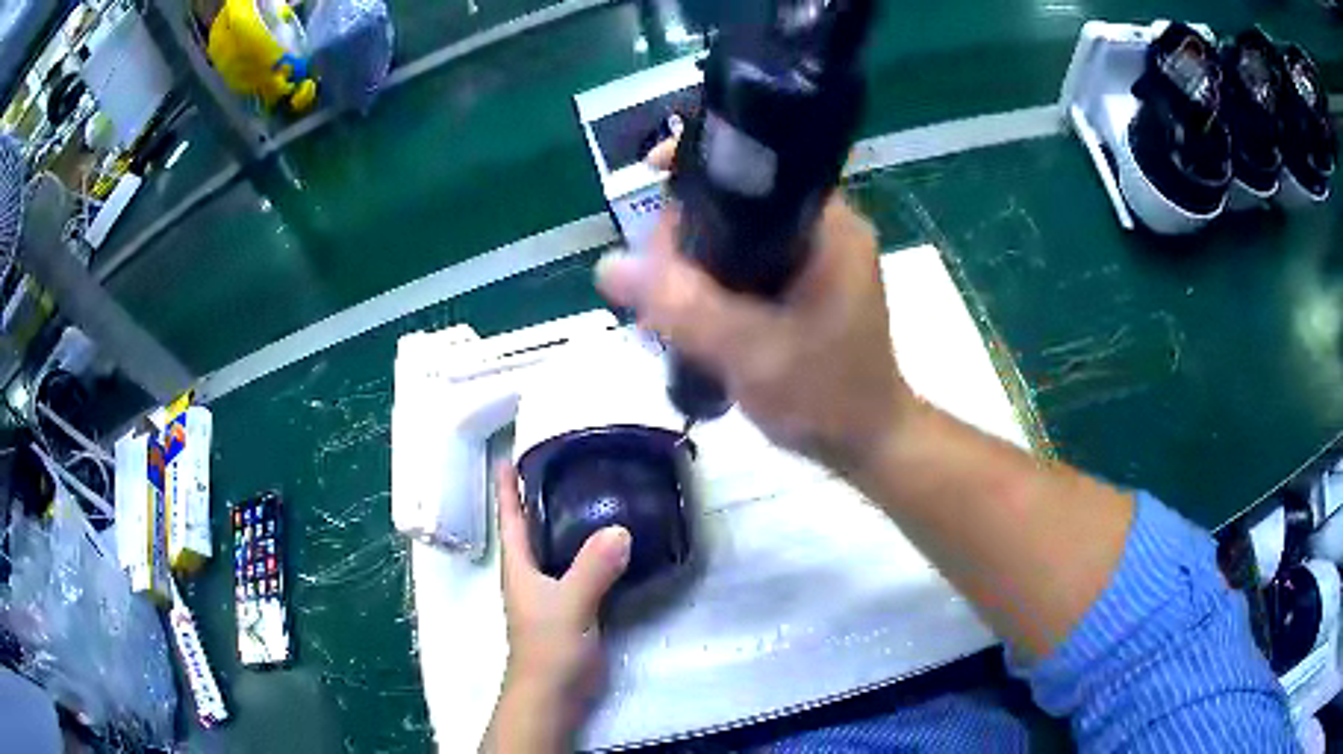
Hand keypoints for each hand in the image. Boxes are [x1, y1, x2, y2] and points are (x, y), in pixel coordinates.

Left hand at [483, 463, 630, 752]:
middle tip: (566, 464)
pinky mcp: (574, 607)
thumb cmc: (549, 647)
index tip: (508, 454)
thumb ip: (593, 569)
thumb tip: (620, 529)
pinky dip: (594, 551)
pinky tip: (616, 544)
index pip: (510, 517)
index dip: (507, 486)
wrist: (555, 693)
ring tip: (595, 493)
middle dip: (541, 496)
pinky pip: (582, 568)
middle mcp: (532, 573)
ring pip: (559, 547)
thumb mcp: (569, 604)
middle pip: (533, 526)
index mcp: (519, 566)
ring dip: (571, 522)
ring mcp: (552, 591)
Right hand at [595, 142, 915, 470]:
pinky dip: (710, 284)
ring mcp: (813, 259)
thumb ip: (684, 308)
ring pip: (734, 237)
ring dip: (692, 264)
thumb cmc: (827, 398)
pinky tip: (686, 315)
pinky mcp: (801, 286)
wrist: (866, 444)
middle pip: (737, 202)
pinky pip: (743, 267)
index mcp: (829, 227)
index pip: (756, 168)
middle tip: (655, 284)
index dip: (699, 167)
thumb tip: (609, 265)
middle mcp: (823, 230)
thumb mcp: (752, 353)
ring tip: (662, 309)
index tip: (650, 175)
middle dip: (685, 233)